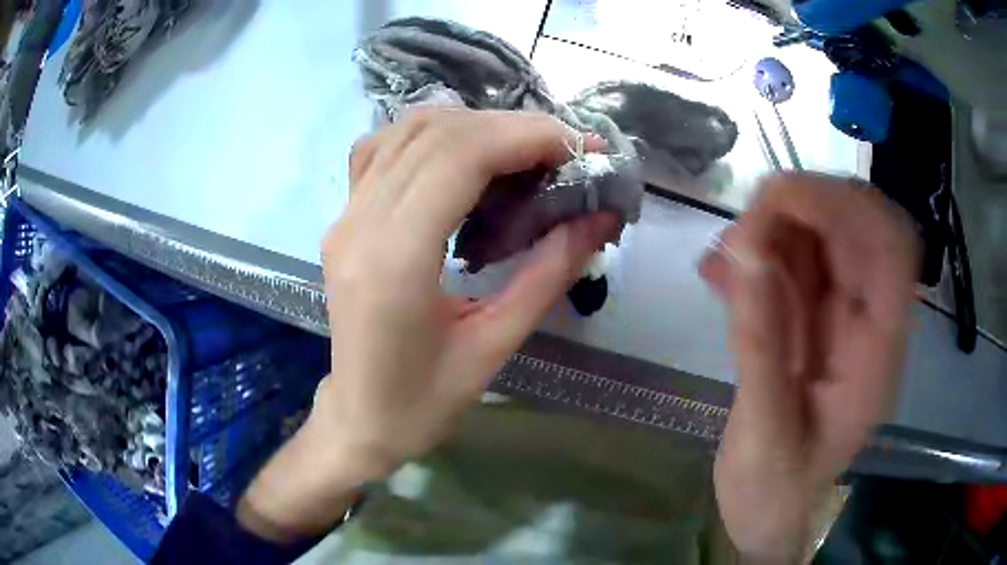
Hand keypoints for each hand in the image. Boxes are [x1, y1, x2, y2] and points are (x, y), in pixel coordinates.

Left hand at [237, 109, 615, 542]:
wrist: (360, 418)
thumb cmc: (425, 402)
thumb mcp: (496, 345)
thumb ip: (550, 273)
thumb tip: (600, 217)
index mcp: (395, 260)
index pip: (460, 157)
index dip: (527, 137)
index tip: (580, 149)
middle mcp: (360, 224)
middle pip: (437, 134)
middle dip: (512, 128)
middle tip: (564, 151)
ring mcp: (344, 217)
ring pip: (408, 131)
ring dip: (473, 125)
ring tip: (523, 152)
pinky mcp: (343, 220)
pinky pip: (384, 149)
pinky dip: (431, 136)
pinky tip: (462, 157)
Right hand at [699, 174, 918, 562]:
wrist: (769, 514)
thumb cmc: (774, 490)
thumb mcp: (765, 433)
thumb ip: (761, 344)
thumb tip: (743, 250)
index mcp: (876, 353)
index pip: (889, 248)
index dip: (846, 206)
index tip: (780, 199)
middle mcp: (867, 322)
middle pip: (855, 228)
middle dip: (802, 207)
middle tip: (744, 225)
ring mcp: (839, 318)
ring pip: (821, 239)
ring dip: (773, 229)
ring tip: (724, 256)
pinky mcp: (810, 321)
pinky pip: (791, 267)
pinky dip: (756, 257)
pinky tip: (717, 273)